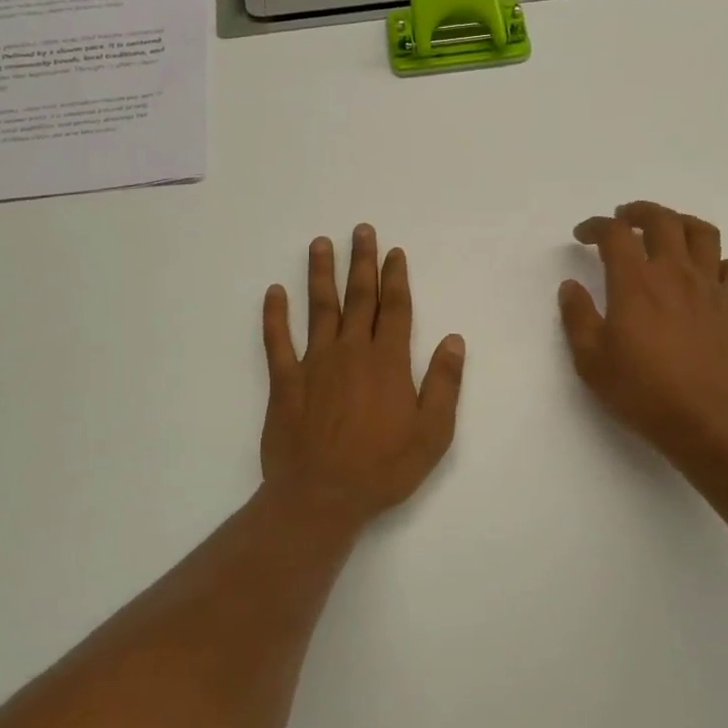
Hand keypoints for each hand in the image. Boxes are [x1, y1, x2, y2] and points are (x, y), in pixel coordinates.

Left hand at [260, 224, 465, 532]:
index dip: (396, 277)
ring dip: (321, 274)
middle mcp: (351, 352)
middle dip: (362, 262)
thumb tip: (453, 340)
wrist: (321, 497)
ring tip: (320, 244)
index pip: (395, 308)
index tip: (394, 252)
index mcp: (388, 362)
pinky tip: (273, 292)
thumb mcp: (433, 433)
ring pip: (319, 308)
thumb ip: (444, 384)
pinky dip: (274, 315)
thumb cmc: (383, 469)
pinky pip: (277, 341)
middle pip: (359, 298)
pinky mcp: (285, 382)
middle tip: (361, 230)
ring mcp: (314, 363)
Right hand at [559, 202, 727, 454]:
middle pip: (662, 220)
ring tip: (667, 231)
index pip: (615, 233)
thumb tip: (571, 286)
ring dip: (682, 223)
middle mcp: (673, 273)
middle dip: (638, 212)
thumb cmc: (640, 389)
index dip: (596, 226)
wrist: (702, 418)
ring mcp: (708, 288)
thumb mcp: (590, 359)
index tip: (583, 235)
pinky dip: (724, 265)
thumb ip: (577, 317)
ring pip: (703, 233)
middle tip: (624, 219)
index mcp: (635, 282)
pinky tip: (709, 275)